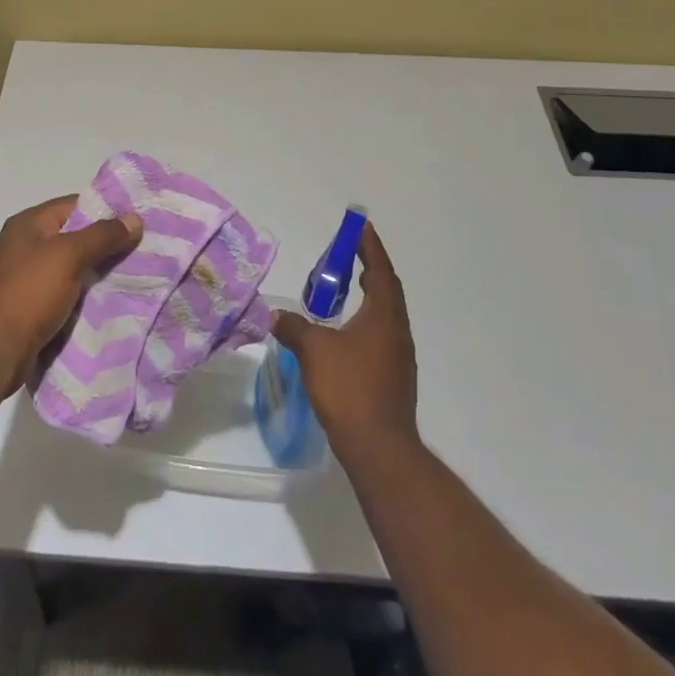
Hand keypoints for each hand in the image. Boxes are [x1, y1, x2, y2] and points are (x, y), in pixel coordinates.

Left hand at [0, 195, 143, 391]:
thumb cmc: (29, 292)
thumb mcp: (69, 256)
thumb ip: (103, 236)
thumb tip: (135, 219)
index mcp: (27, 224)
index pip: (73, 205)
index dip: (104, 210)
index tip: (135, 221)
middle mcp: (24, 246)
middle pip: (73, 236)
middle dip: (104, 244)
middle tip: (141, 250)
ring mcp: (25, 278)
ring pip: (71, 267)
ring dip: (96, 272)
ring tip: (133, 275)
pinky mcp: (30, 307)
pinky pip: (65, 292)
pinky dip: (84, 295)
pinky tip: (110, 301)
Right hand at [270, 221, 417, 455]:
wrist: (379, 448)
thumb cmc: (349, 388)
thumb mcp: (314, 351)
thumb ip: (295, 328)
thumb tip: (276, 316)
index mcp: (384, 316)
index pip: (379, 270)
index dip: (370, 246)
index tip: (361, 227)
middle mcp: (397, 331)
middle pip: (386, 290)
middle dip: (370, 268)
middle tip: (348, 254)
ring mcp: (399, 357)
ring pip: (385, 315)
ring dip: (368, 296)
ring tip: (345, 289)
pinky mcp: (394, 378)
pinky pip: (381, 335)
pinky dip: (365, 321)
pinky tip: (346, 333)